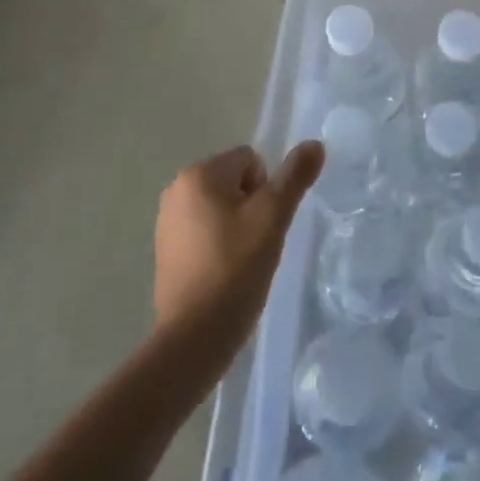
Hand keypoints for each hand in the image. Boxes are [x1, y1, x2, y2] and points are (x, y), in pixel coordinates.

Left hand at [153, 141, 323, 368]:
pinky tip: (223, 273)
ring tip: (241, 261)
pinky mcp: (165, 250)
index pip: (250, 160)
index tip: (264, 223)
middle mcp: (176, 189)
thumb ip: (295, 176)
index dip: (266, 190)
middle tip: (257, 242)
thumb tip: (314, 144)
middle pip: (234, 181)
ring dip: (235, 226)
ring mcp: (166, 221)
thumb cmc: (235, 268)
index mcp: (199, 174)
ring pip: (220, 207)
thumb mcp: (273, 218)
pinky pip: (203, 231)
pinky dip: (217, 245)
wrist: (194, 336)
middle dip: (251, 206)